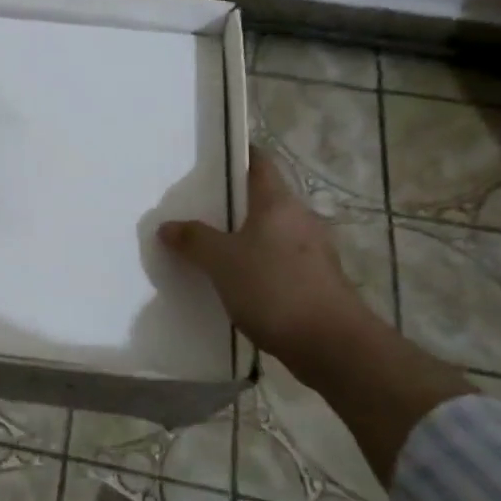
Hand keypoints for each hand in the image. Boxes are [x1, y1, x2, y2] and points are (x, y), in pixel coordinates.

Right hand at [158, 145, 376, 365]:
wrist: (332, 345)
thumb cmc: (275, 288)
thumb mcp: (222, 262)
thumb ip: (193, 240)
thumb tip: (167, 226)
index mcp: (278, 203)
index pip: (259, 163)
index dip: (238, 154)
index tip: (210, 157)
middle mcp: (300, 219)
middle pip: (262, 199)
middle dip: (232, 202)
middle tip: (196, 207)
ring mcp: (312, 252)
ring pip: (270, 233)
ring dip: (244, 236)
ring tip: (209, 247)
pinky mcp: (316, 281)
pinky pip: (278, 261)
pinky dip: (257, 264)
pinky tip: (234, 281)